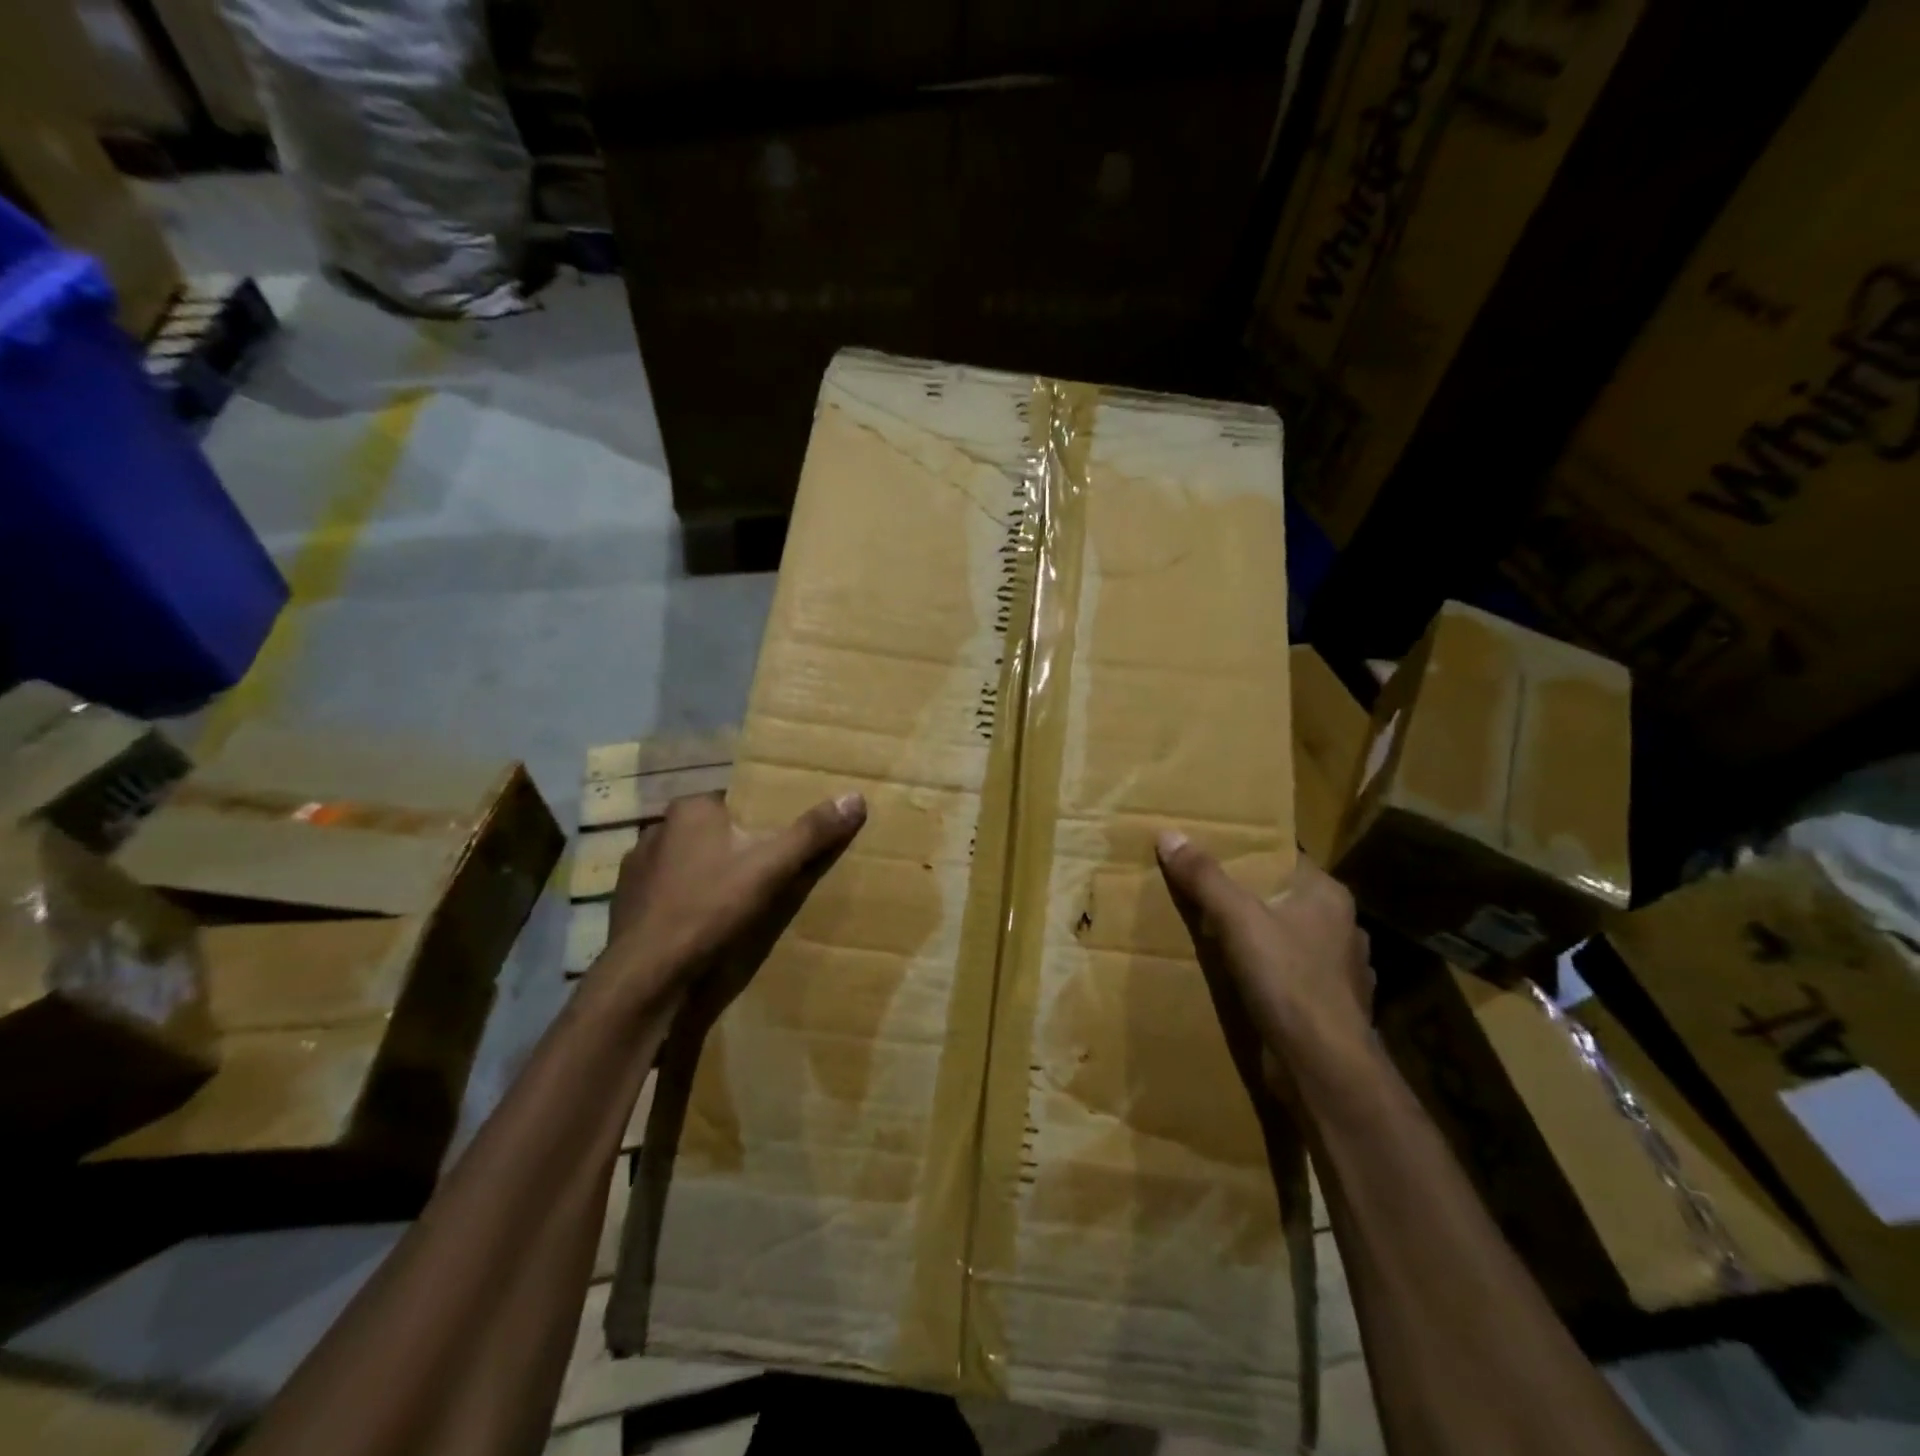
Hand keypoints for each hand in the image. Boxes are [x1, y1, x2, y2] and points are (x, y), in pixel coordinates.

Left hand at [601, 790, 866, 993]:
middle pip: (711, 833)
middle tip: (765, 874)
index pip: (735, 803)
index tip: (780, 842)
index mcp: (691, 809)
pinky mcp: (625, 904)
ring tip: (734, 902)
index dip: (760, 821)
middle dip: (735, 849)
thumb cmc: (710, 907)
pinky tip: (701, 925)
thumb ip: (812, 832)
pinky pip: (666, 894)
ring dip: (707, 876)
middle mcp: (657, 829)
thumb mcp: (772, 867)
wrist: (646, 974)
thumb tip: (855, 797)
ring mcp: (636, 868)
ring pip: (686, 863)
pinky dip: (684, 903)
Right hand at [1155, 832, 1374, 1094]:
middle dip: (1247, 896)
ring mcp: (1338, 971)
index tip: (1212, 849)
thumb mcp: (1237, 920)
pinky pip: (1290, 976)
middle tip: (1202, 889)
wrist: (1325, 1068)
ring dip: (1259, 937)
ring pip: (1288, 939)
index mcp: (1327, 897)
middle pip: (1284, 898)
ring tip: (1215, 934)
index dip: (1249, 853)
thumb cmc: (1288, 981)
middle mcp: (1340, 928)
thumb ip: (1205, 877)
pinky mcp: (1327, 1006)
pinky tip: (1241, 978)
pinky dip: (1267, 973)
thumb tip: (1170, 833)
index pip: (1286, 858)